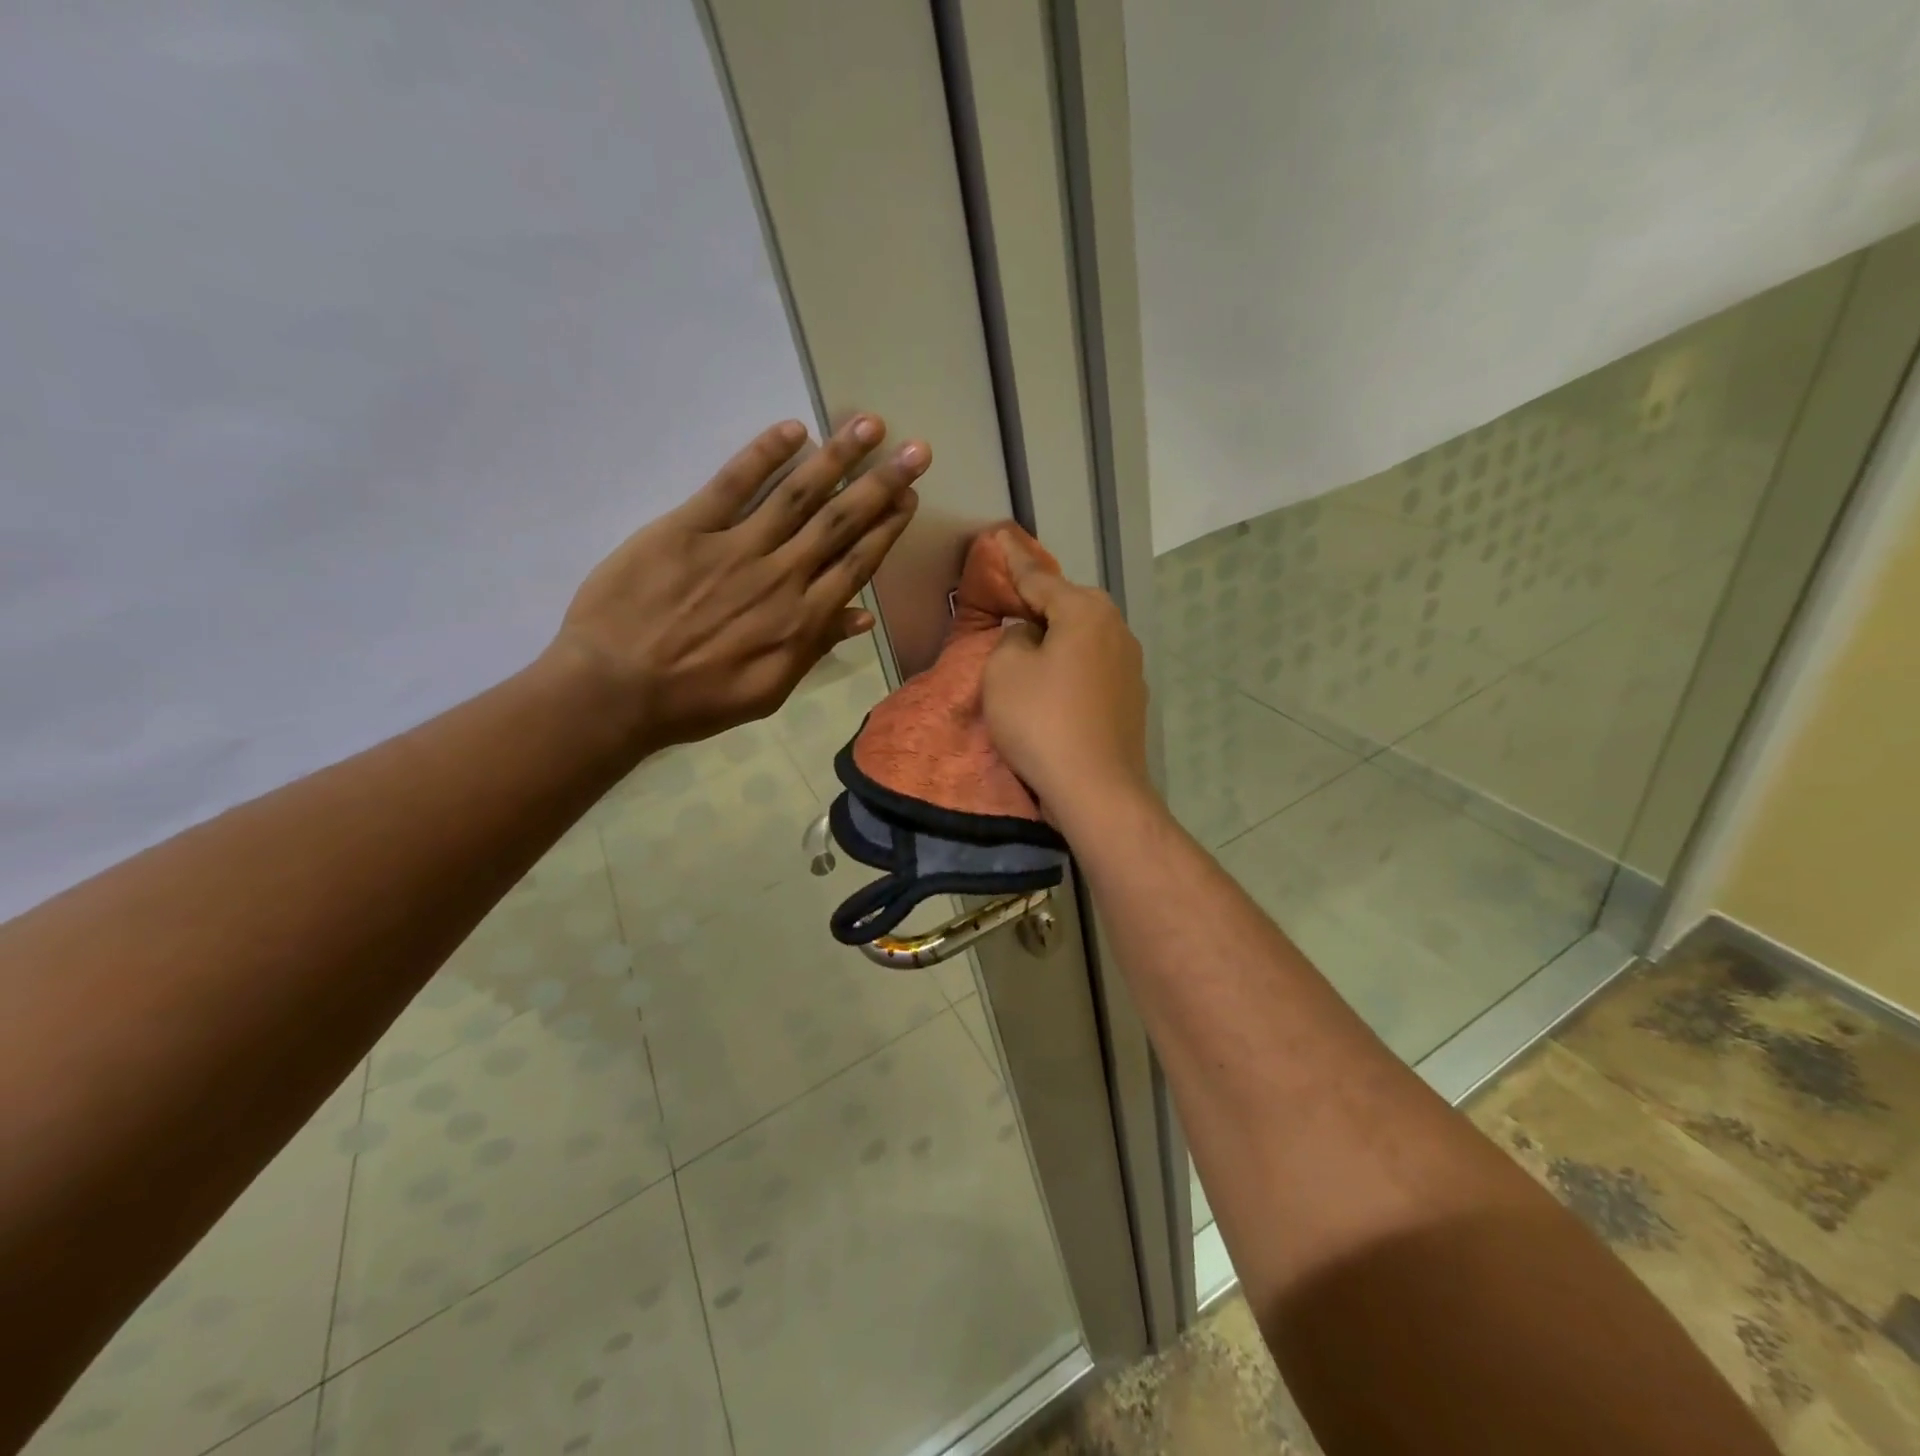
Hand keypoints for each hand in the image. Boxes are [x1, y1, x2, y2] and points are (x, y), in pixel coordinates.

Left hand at [548, 415, 925, 749]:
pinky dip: (763, 454)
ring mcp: (735, 547)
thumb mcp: (768, 691)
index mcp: (802, 620)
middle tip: (915, 450)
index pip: (857, 563)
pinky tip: (792, 430)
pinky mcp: (688, 527)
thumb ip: (815, 649)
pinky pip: (732, 484)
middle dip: (881, 484)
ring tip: (869, 425)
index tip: (910, 497)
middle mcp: (781, 576)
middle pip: (840, 522)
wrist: (616, 689)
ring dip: (838, 458)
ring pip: (798, 495)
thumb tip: (862, 617)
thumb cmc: (696, 700)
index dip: (887, 528)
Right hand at [982, 538, 1153, 827]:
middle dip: (1038, 602)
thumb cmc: (1042, 722)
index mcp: (1085, 611)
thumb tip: (1032, 638)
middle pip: (1067, 605)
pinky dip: (1070, 668)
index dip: (1013, 560)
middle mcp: (1116, 628)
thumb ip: (1012, 639)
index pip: (1038, 578)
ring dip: (1056, 639)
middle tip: (1009, 601)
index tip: (999, 537)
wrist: (1097, 789)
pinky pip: (1092, 668)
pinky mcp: (1131, 699)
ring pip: (1082, 638)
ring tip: (1029, 648)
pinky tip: (1055, 688)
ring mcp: (1130, 665)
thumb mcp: (1004, 671)